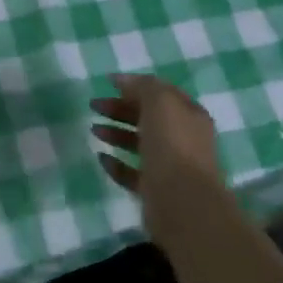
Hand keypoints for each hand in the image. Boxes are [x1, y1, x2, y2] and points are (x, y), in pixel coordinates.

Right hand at [90, 74, 230, 245]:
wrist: (182, 202)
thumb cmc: (172, 145)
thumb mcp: (160, 103)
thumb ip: (142, 86)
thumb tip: (122, 80)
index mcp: (189, 115)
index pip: (161, 94)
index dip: (136, 87)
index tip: (108, 84)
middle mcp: (182, 139)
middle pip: (147, 118)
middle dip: (120, 109)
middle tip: (94, 106)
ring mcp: (170, 166)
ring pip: (139, 144)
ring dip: (116, 134)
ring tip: (94, 130)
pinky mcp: (155, 190)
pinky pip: (132, 172)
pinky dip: (116, 164)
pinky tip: (102, 157)